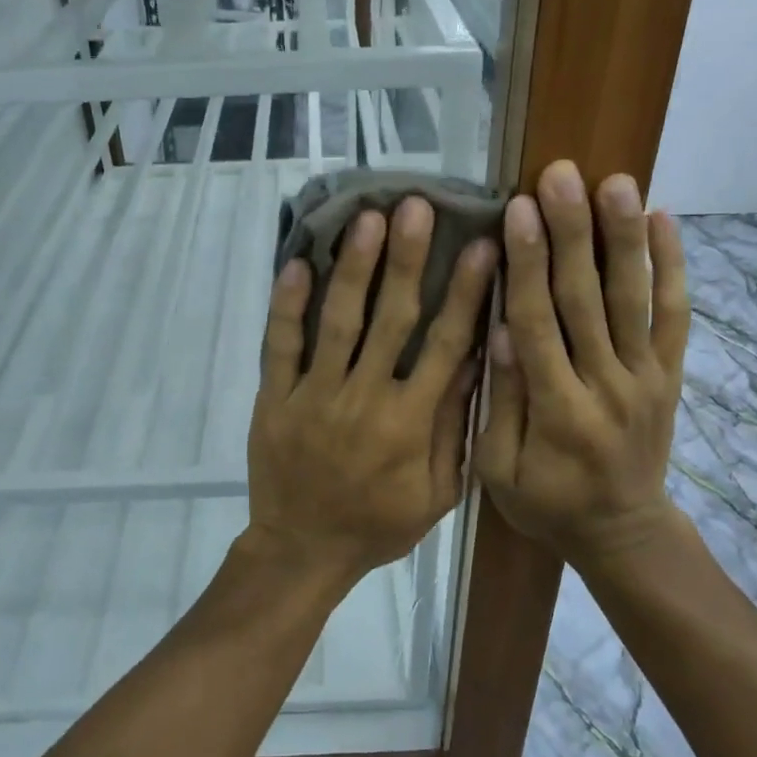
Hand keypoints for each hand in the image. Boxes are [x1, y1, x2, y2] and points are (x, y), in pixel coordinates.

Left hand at [244, 196, 499, 589]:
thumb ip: (454, 427)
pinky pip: (280, 346)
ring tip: (367, 219)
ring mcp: (315, 395)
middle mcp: (365, 398)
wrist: (304, 549)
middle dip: (407, 259)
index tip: (481, 245)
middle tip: (417, 206)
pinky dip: (287, 305)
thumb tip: (472, 361)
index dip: (465, 293)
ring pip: (337, 322)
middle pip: (391, 318)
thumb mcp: (437, 492)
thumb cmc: (378, 524)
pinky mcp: (275, 397)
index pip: (445, 344)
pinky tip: (298, 263)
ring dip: (354, 268)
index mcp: (411, 422)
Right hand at [474, 160, 690, 571]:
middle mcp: (608, 384)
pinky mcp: (670, 375)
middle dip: (572, 232)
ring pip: (635, 298)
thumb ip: (501, 403)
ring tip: (616, 182)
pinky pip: (676, 317)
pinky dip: (673, 268)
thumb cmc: (549, 504)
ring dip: (624, 237)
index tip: (518, 211)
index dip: (528, 264)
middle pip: (587, 298)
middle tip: (561, 176)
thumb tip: (499, 331)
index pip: (539, 323)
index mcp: (559, 410)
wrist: (625, 533)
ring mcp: (646, 377)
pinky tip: (666, 221)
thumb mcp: (500, 471)